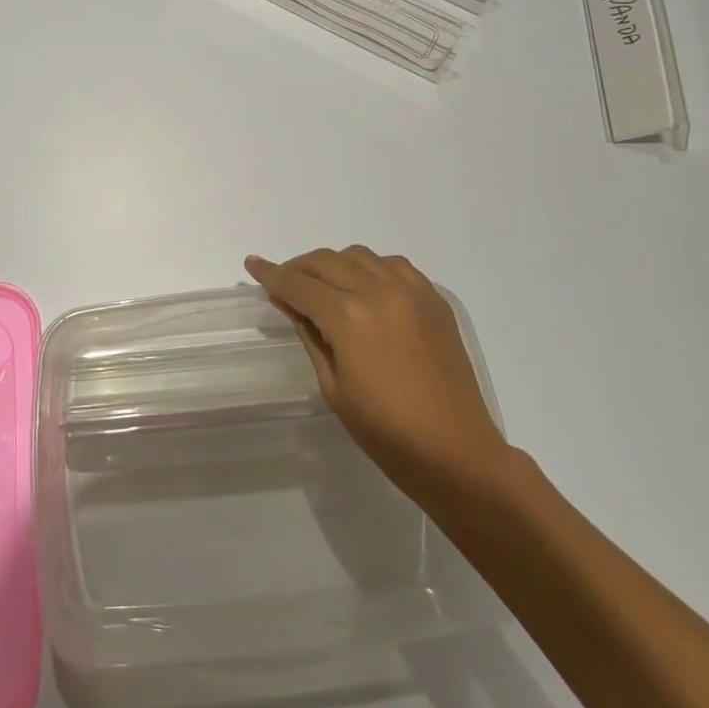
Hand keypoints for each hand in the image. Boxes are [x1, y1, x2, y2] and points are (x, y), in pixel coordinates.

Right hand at [245, 247, 508, 500]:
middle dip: (298, 267)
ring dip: (333, 263)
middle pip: (326, 261)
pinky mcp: (434, 299)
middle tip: (283, 282)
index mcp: (349, 318)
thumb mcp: (333, 387)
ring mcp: (411, 291)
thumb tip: (291, 304)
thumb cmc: (385, 432)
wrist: (456, 452)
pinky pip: (394, 265)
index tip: (252, 265)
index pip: (298, 285)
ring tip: (322, 284)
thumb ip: (310, 336)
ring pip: (360, 255)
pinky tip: (364, 287)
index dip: (271, 275)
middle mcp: (379, 291)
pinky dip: (370, 267)